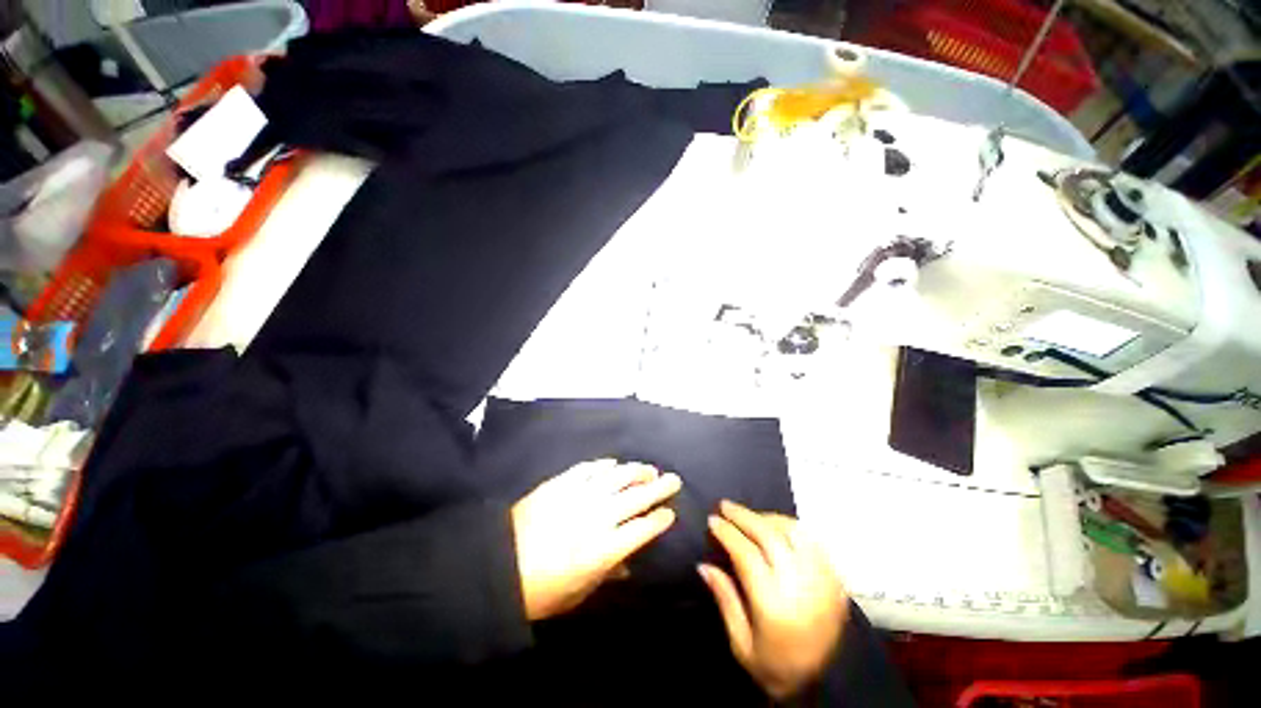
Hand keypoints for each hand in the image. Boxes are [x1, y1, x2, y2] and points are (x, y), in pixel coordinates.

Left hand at [512, 459, 680, 620]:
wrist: (497, 566)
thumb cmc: (539, 591)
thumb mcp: (578, 594)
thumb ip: (608, 574)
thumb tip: (628, 564)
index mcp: (604, 548)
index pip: (642, 528)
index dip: (659, 519)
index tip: (670, 512)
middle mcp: (598, 516)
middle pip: (636, 497)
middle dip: (659, 487)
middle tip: (673, 479)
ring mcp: (579, 495)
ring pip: (616, 477)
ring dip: (636, 471)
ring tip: (649, 469)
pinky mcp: (561, 483)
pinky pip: (588, 469)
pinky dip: (604, 465)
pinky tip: (614, 464)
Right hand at [699, 500, 847, 700]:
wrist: (828, 683)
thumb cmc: (776, 666)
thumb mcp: (741, 643)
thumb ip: (725, 599)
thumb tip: (704, 564)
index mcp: (774, 605)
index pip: (746, 554)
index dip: (727, 533)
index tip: (712, 520)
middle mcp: (800, 586)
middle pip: (769, 535)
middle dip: (743, 516)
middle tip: (725, 506)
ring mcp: (822, 579)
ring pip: (792, 532)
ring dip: (767, 518)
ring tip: (750, 516)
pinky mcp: (836, 578)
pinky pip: (812, 540)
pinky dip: (791, 527)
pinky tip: (777, 527)